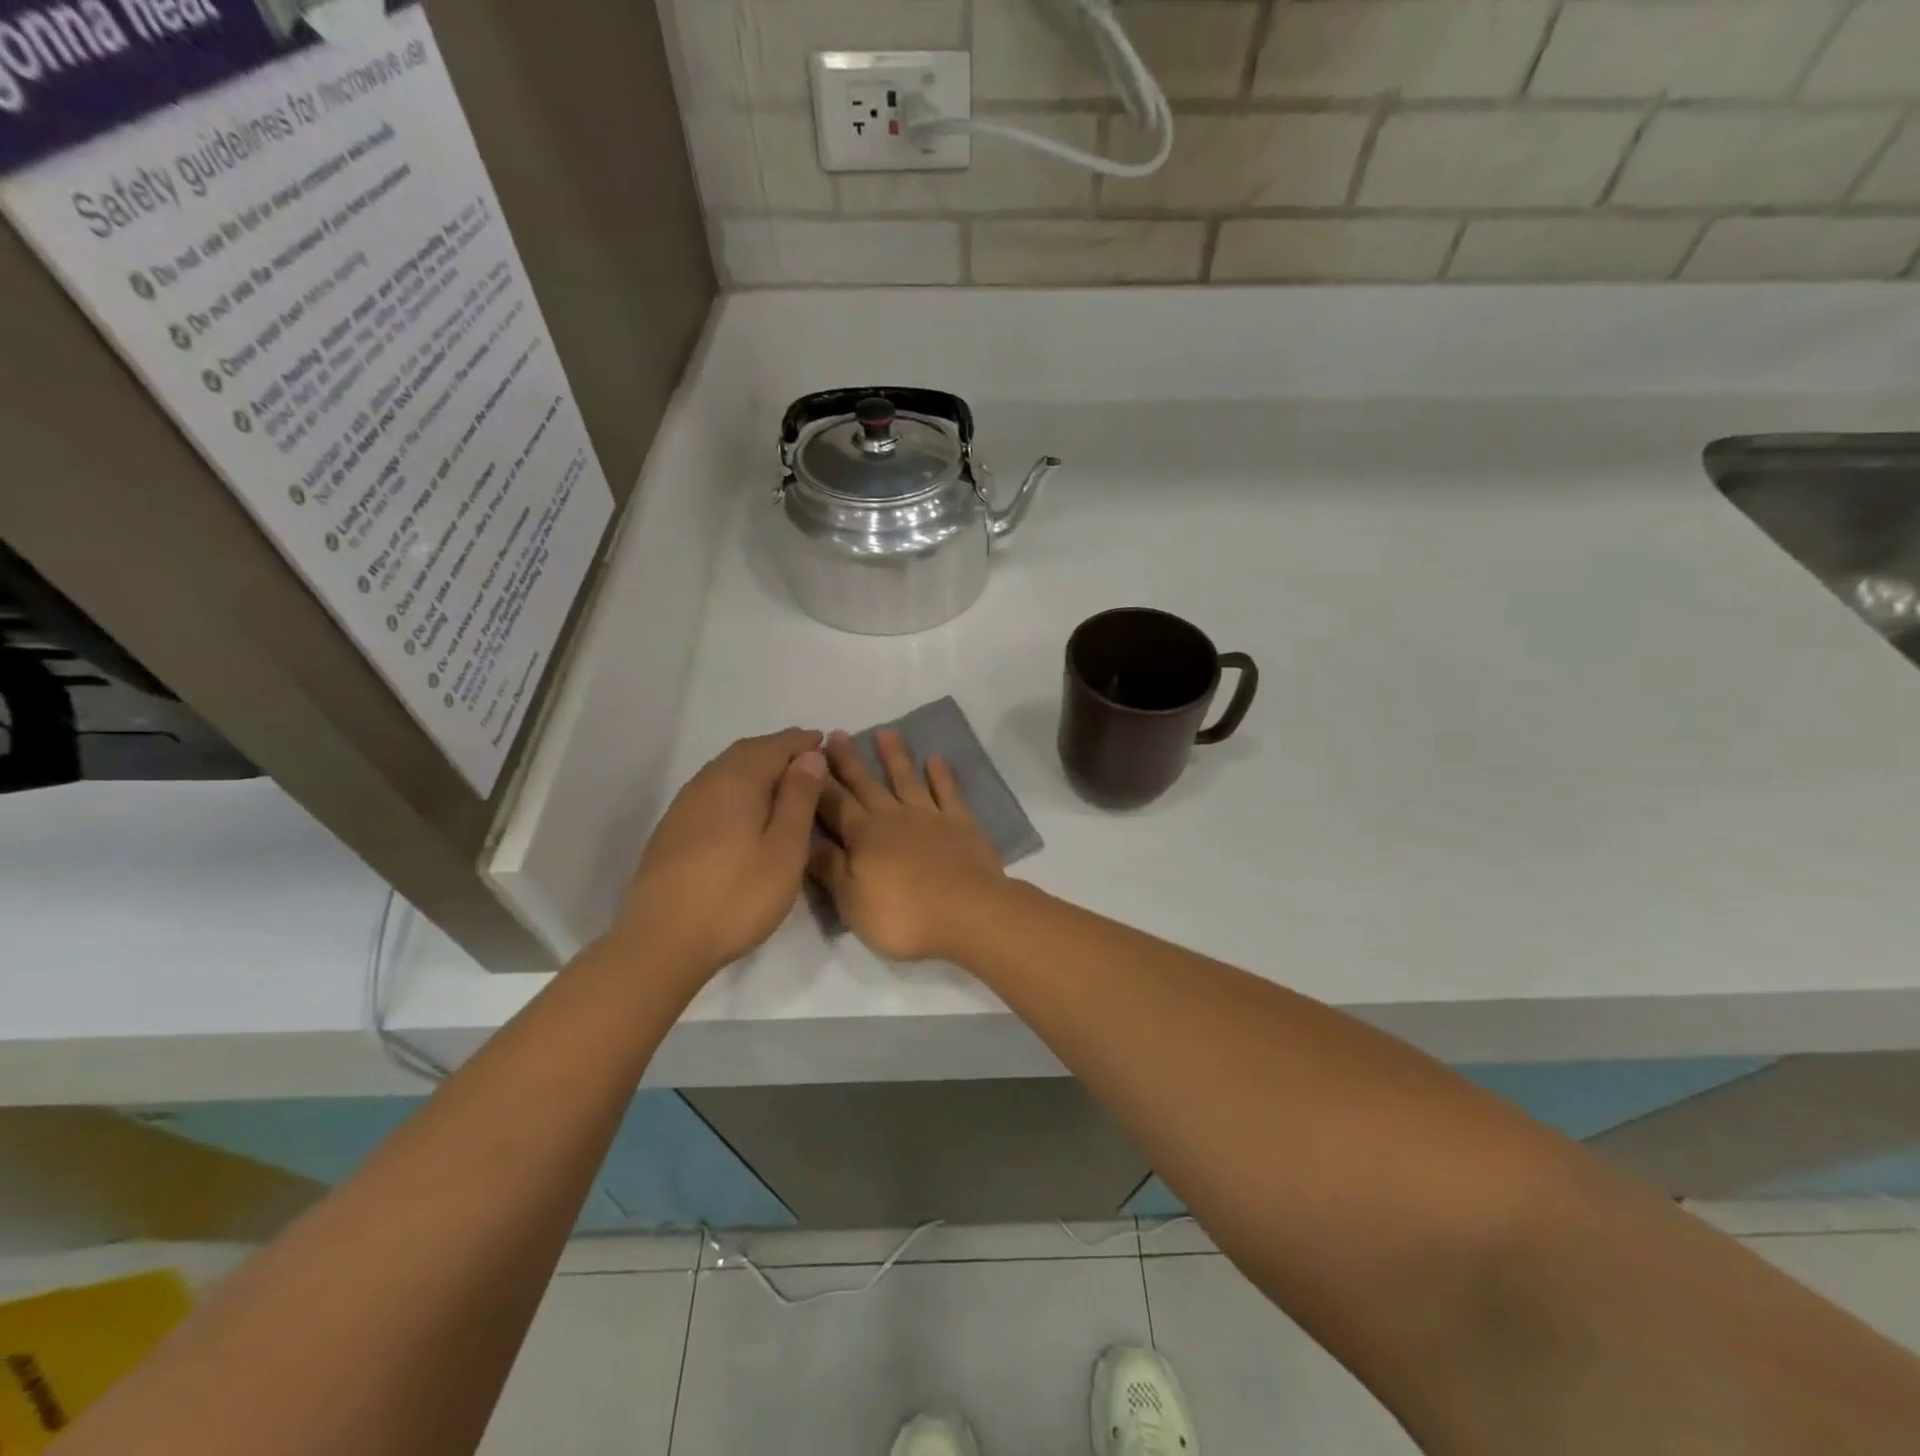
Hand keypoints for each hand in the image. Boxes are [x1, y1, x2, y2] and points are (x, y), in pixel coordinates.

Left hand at [612, 728, 827, 978]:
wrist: (661, 941)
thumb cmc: (737, 895)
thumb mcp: (785, 849)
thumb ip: (799, 798)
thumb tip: (809, 756)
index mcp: (737, 781)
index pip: (774, 746)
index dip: (801, 742)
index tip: (824, 741)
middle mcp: (706, 783)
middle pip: (746, 752)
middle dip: (778, 749)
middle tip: (806, 756)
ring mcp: (684, 807)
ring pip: (725, 770)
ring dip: (756, 766)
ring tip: (782, 780)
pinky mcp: (672, 830)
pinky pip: (712, 791)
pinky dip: (737, 786)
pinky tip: (746, 809)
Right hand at [810, 728, 1006, 961]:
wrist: (969, 913)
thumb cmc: (904, 917)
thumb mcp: (853, 903)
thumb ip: (830, 870)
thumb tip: (807, 842)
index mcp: (864, 837)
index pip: (835, 805)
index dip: (819, 784)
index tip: (807, 759)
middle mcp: (894, 818)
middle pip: (866, 785)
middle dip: (849, 761)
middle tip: (836, 735)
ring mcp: (930, 817)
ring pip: (907, 779)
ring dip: (895, 756)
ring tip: (885, 732)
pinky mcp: (961, 823)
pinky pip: (948, 792)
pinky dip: (941, 774)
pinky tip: (935, 758)